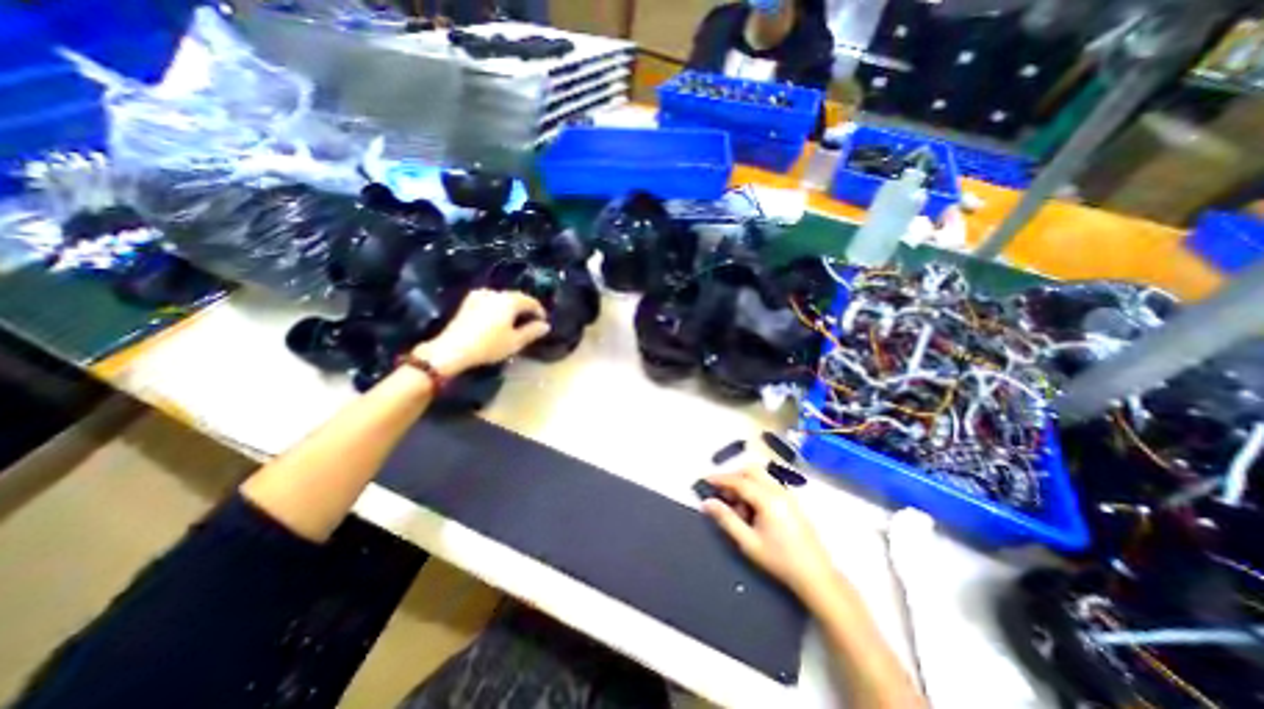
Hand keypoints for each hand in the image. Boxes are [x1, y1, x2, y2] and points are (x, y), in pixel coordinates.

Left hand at [416, 288, 549, 376]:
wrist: (452, 350)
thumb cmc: (489, 345)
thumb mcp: (515, 342)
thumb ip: (532, 331)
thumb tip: (545, 325)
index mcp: (509, 300)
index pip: (530, 301)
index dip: (539, 311)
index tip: (544, 322)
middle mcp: (495, 293)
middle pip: (516, 297)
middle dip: (525, 308)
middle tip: (531, 321)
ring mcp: (479, 296)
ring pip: (502, 299)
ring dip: (511, 307)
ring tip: (515, 320)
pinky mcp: (467, 303)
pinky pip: (490, 301)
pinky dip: (498, 307)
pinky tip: (498, 318)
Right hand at [702, 467, 835, 601]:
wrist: (816, 576)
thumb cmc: (779, 560)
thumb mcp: (748, 542)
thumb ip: (726, 519)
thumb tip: (707, 503)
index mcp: (768, 499)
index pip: (739, 481)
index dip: (721, 479)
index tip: (706, 480)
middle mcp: (778, 491)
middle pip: (752, 471)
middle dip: (734, 477)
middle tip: (723, 494)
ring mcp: (787, 495)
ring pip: (761, 476)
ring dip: (745, 483)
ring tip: (738, 507)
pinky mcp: (792, 501)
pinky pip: (769, 484)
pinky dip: (756, 488)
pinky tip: (752, 510)